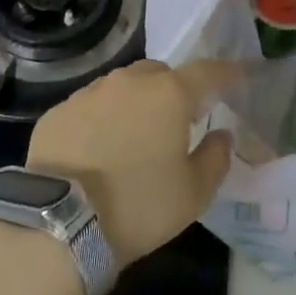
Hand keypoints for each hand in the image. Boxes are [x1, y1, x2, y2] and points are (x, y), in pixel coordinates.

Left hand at [26, 59, 236, 264]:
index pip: (207, 72)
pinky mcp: (59, 111)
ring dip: (135, 102)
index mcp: (169, 94)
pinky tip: (98, 148)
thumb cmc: (139, 206)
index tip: (237, 76)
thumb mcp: (193, 194)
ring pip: (122, 86)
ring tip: (134, 136)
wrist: (60, 223)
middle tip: (178, 118)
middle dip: (173, 89)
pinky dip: (101, 119)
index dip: (225, 73)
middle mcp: (129, 82)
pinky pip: (90, 106)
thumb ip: (215, 158)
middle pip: (160, 73)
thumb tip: (222, 135)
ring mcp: (90, 92)